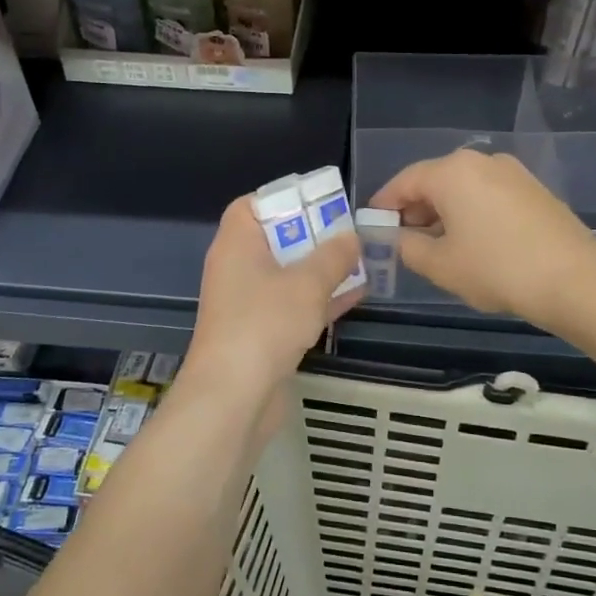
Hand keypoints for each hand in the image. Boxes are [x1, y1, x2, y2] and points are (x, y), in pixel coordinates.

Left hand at [185, 196, 364, 402]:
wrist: (234, 397)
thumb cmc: (265, 324)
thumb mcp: (308, 283)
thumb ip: (333, 256)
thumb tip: (351, 237)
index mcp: (237, 243)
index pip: (251, 206)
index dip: (284, 199)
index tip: (319, 201)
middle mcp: (237, 268)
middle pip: (275, 239)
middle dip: (313, 235)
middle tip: (350, 231)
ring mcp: (248, 303)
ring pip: (288, 274)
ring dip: (321, 268)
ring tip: (362, 259)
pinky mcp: (261, 334)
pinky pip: (293, 305)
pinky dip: (319, 299)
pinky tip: (356, 295)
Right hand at [369, 150, 595, 321]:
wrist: (574, 280)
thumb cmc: (496, 268)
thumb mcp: (440, 265)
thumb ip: (408, 248)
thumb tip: (401, 239)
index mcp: (452, 171)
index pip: (404, 181)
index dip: (384, 204)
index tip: (373, 226)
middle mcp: (482, 161)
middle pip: (435, 181)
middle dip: (415, 209)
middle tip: (402, 240)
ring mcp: (512, 173)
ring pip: (464, 188)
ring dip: (444, 212)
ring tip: (436, 246)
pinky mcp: (534, 190)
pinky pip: (488, 196)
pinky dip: (471, 213)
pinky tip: (472, 243)